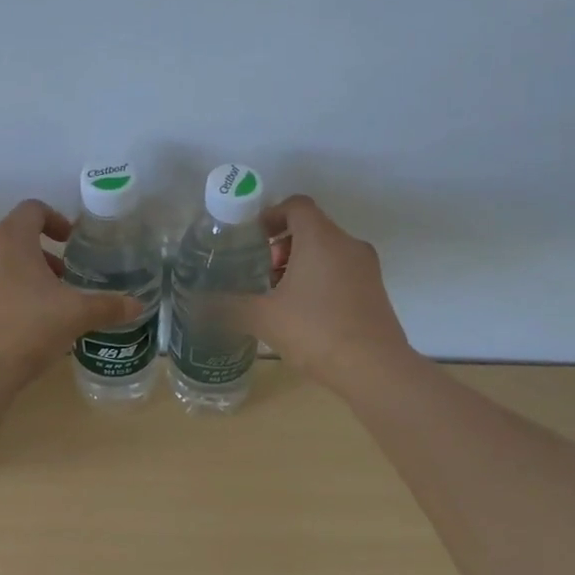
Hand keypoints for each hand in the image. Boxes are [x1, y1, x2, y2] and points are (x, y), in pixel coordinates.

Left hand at [0, 200, 142, 390]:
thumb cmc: (27, 328)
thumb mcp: (76, 315)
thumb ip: (108, 306)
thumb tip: (138, 305)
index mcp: (9, 238)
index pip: (32, 209)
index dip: (56, 219)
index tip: (72, 242)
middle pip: (16, 236)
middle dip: (44, 253)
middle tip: (65, 277)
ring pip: (0, 263)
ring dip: (26, 274)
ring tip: (48, 303)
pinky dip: (7, 294)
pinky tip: (26, 325)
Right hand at [233, 195, 415, 390]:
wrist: (375, 369)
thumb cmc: (316, 331)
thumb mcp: (263, 318)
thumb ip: (229, 306)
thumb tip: (198, 305)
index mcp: (321, 238)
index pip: (296, 205)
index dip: (271, 215)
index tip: (253, 238)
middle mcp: (348, 244)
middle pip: (312, 228)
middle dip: (282, 246)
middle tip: (262, 273)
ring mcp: (367, 268)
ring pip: (328, 251)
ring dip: (301, 264)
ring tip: (279, 297)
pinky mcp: (376, 291)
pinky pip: (342, 271)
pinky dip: (320, 279)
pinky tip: (304, 314)